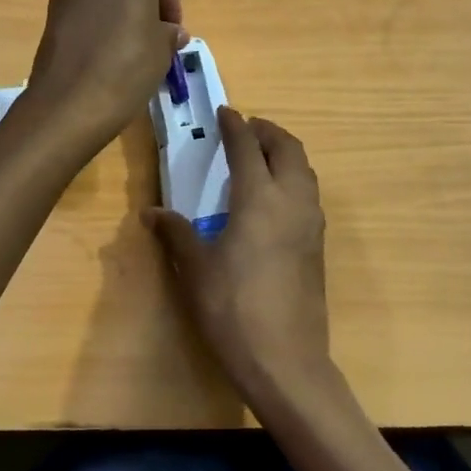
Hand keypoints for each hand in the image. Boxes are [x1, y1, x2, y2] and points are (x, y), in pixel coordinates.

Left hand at [24, 0, 184, 151]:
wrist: (69, 102)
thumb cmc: (128, 66)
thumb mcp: (163, 50)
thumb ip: (168, 33)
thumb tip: (171, 32)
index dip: (171, 4)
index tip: (173, 33)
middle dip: (144, 3)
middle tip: (152, 36)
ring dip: (118, 10)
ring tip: (127, 46)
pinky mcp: (50, 7)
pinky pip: (83, 6)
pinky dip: (96, 20)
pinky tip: (102, 51)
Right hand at [144, 108, 334, 409]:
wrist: (285, 359)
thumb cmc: (233, 309)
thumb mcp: (196, 270)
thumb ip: (176, 234)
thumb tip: (152, 213)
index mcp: (259, 199)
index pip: (247, 148)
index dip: (235, 126)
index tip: (226, 111)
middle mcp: (292, 201)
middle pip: (287, 149)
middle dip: (268, 132)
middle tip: (246, 129)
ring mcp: (311, 223)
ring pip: (304, 170)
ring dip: (285, 153)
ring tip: (261, 157)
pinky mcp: (318, 244)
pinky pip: (309, 194)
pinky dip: (293, 178)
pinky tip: (274, 197)